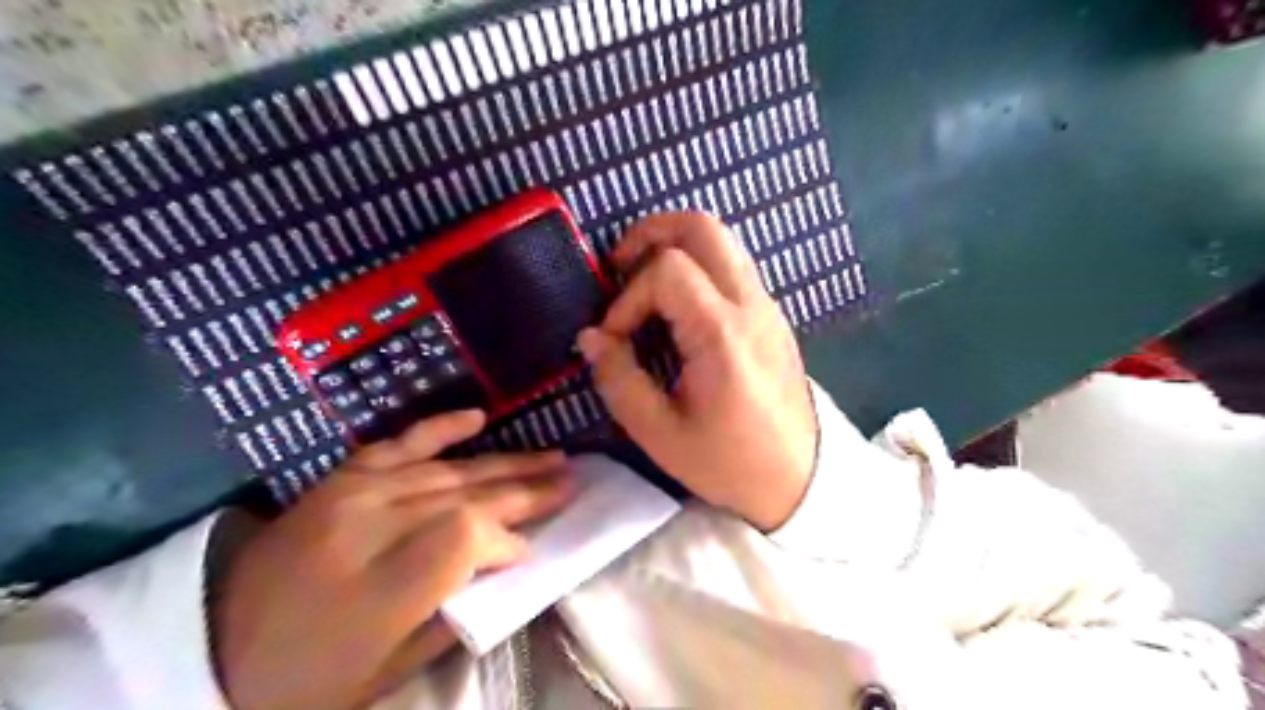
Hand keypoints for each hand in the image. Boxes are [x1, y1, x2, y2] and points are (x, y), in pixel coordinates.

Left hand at [210, 409, 567, 709]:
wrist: (215, 647)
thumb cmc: (309, 677)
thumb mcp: (391, 669)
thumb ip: (457, 608)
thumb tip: (510, 559)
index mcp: (379, 585)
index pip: (468, 535)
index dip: (509, 538)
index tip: (529, 550)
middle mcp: (369, 525)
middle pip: (467, 495)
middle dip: (527, 488)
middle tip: (571, 480)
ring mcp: (353, 493)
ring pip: (448, 470)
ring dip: (506, 464)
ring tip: (551, 458)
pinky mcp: (341, 478)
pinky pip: (400, 442)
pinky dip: (442, 427)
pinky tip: (479, 415)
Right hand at [578, 214, 815, 528]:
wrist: (800, 478)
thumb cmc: (730, 462)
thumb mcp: (660, 433)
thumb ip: (619, 379)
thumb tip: (592, 337)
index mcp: (722, 333)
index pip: (666, 271)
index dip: (628, 297)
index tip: (616, 338)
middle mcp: (750, 304)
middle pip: (702, 226)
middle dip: (651, 233)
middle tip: (619, 266)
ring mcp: (766, 305)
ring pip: (721, 239)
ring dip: (675, 246)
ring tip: (644, 283)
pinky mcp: (771, 315)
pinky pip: (731, 265)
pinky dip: (697, 266)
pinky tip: (677, 308)